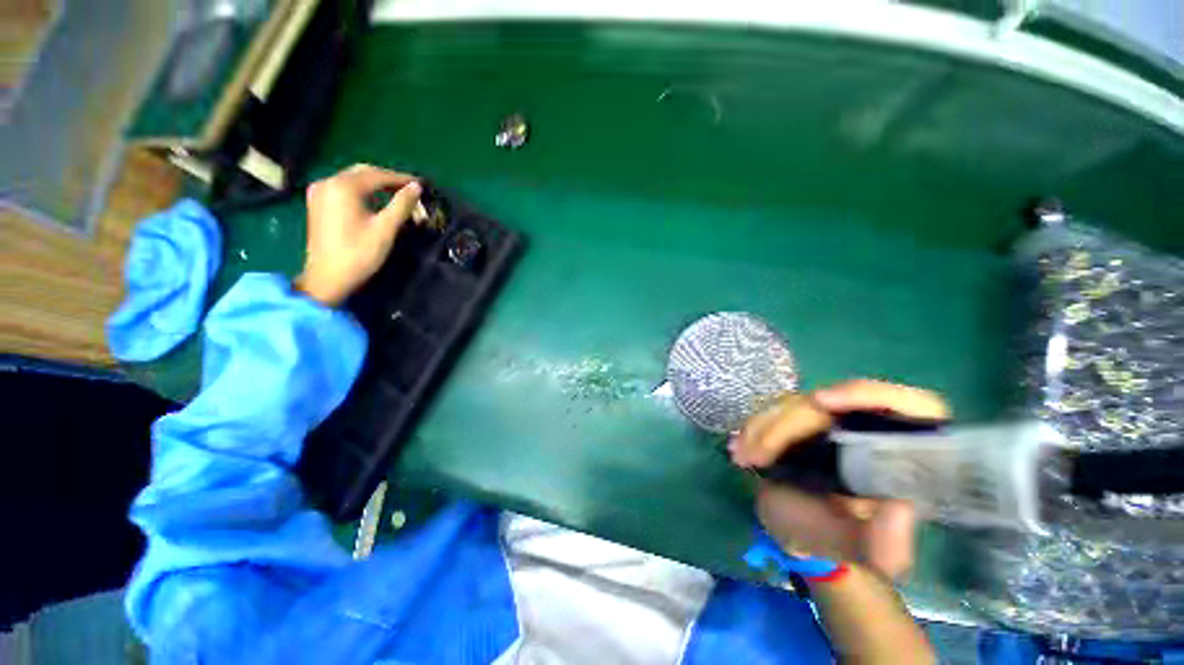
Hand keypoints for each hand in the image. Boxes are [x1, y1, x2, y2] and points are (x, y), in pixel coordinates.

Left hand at [295, 164, 421, 306]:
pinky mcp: (317, 203)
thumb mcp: (385, 229)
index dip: (401, 179)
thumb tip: (416, 187)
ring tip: (396, 195)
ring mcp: (319, 192)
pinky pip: (343, 188)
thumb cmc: (359, 254)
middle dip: (387, 179)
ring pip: (352, 179)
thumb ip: (401, 205)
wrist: (327, 278)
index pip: (378, 175)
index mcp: (343, 187)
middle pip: (363, 173)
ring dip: (375, 184)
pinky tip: (375, 201)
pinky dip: (362, 191)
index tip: (421, 184)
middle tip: (410, 189)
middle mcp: (328, 182)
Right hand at [730, 379, 949, 580]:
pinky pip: (774, 412)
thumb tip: (901, 507)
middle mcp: (868, 425)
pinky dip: (754, 427)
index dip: (865, 395)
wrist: (805, 532)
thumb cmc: (845, 543)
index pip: (904, 404)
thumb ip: (889, 543)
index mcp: (904, 451)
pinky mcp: (800, 420)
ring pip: (794, 405)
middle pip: (828, 403)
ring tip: (741, 456)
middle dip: (786, 427)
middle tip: (755, 457)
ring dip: (762, 428)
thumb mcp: (870, 554)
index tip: (821, 401)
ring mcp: (830, 419)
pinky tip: (740, 447)